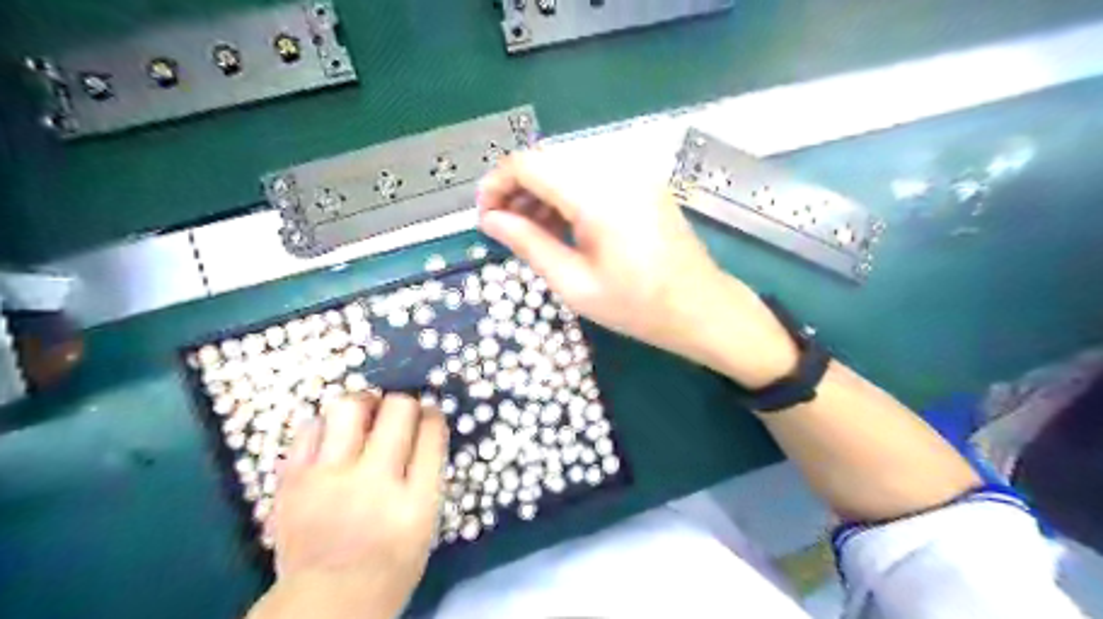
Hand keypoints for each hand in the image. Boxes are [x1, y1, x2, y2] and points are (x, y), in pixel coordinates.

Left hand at [259, 393, 447, 616]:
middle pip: (398, 410)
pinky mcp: (293, 480)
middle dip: (405, 403)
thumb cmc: (389, 565)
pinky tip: (333, 436)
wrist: (324, 603)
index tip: (429, 415)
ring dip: (364, 403)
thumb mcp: (426, 523)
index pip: (432, 431)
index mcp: (415, 500)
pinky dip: (326, 424)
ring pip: (350, 407)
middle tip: (400, 413)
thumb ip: (427, 474)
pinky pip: (310, 428)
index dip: (433, 414)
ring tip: (366, 413)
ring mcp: (329, 478)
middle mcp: (374, 482)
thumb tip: (423, 428)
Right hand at [479, 150, 796, 386]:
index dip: (497, 184)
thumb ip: (528, 244)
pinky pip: (593, 176)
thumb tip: (489, 220)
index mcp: (597, 194)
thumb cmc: (638, 306)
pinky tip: (560, 225)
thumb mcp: (574, 284)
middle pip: (548, 159)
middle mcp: (616, 169)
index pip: (529, 164)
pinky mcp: (642, 183)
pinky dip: (568, 195)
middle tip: (504, 227)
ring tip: (529, 231)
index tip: (484, 216)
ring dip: (541, 192)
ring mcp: (633, 173)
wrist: (701, 308)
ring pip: (569, 166)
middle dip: (517, 189)